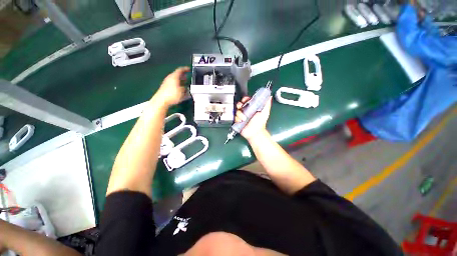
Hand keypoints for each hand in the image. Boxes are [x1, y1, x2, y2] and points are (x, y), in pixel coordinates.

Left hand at [154, 67, 189, 106]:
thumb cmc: (172, 95)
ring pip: (175, 80)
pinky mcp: (165, 88)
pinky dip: (178, 85)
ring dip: (180, 81)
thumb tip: (186, 88)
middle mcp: (170, 78)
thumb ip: (185, 88)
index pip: (180, 70)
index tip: (189, 69)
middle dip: (183, 76)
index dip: (185, 69)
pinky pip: (173, 84)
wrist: (161, 100)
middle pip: (177, 75)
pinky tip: (180, 90)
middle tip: (187, 77)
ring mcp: (167, 83)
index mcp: (174, 76)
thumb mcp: (182, 91)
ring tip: (185, 84)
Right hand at [235, 96, 271, 141]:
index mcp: (251, 108)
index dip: (245, 99)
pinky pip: (234, 117)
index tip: (244, 100)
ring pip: (236, 111)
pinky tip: (241, 122)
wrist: (255, 133)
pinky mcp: (237, 121)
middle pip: (239, 104)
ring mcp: (241, 116)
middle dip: (239, 105)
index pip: (246, 100)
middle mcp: (245, 111)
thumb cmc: (260, 123)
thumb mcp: (264, 113)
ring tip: (244, 119)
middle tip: (240, 107)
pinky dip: (237, 119)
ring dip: (239, 114)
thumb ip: (266, 105)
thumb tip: (269, 97)